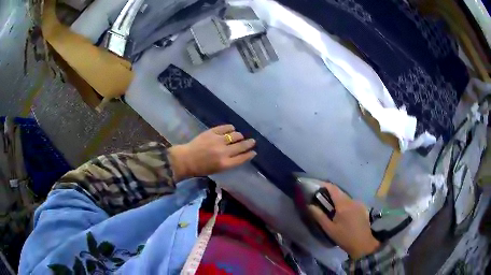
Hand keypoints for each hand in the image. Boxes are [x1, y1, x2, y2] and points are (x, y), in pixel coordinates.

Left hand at [168, 125, 256, 180]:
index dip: (250, 154)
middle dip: (249, 143)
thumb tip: (242, 154)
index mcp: (225, 164)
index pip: (242, 158)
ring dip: (239, 136)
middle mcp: (223, 152)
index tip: (254, 151)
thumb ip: (231, 162)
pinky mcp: (212, 132)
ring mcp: (218, 140)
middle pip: (241, 146)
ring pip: (235, 135)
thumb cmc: (202, 168)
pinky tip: (231, 129)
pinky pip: (226, 127)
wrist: (186, 159)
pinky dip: (231, 128)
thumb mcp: (218, 169)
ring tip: (239, 136)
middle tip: (252, 141)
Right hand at [308, 183, 379, 258]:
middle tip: (320, 199)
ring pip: (345, 197)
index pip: (333, 188)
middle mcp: (352, 200)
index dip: (324, 185)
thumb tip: (310, 205)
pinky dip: (344, 203)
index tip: (316, 186)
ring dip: (337, 199)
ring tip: (330, 207)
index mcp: (343, 204)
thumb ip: (319, 216)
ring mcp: (359, 203)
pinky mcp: (362, 207)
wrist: (363, 243)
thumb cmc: (344, 237)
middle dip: (329, 193)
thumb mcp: (329, 228)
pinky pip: (351, 201)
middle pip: (339, 192)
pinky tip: (341, 213)